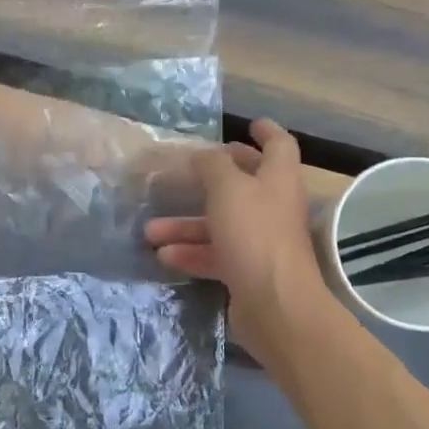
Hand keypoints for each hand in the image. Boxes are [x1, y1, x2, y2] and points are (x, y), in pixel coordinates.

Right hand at [144, 118, 339, 360]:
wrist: (275, 304)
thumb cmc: (254, 234)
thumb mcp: (227, 188)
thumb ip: (212, 166)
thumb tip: (203, 155)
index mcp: (278, 179)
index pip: (279, 145)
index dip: (266, 132)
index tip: (251, 123)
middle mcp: (273, 207)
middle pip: (245, 184)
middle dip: (214, 178)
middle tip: (190, 169)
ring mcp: (261, 242)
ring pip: (220, 224)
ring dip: (186, 224)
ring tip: (150, 230)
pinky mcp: (248, 272)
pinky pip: (215, 255)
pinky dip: (191, 253)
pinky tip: (163, 255)